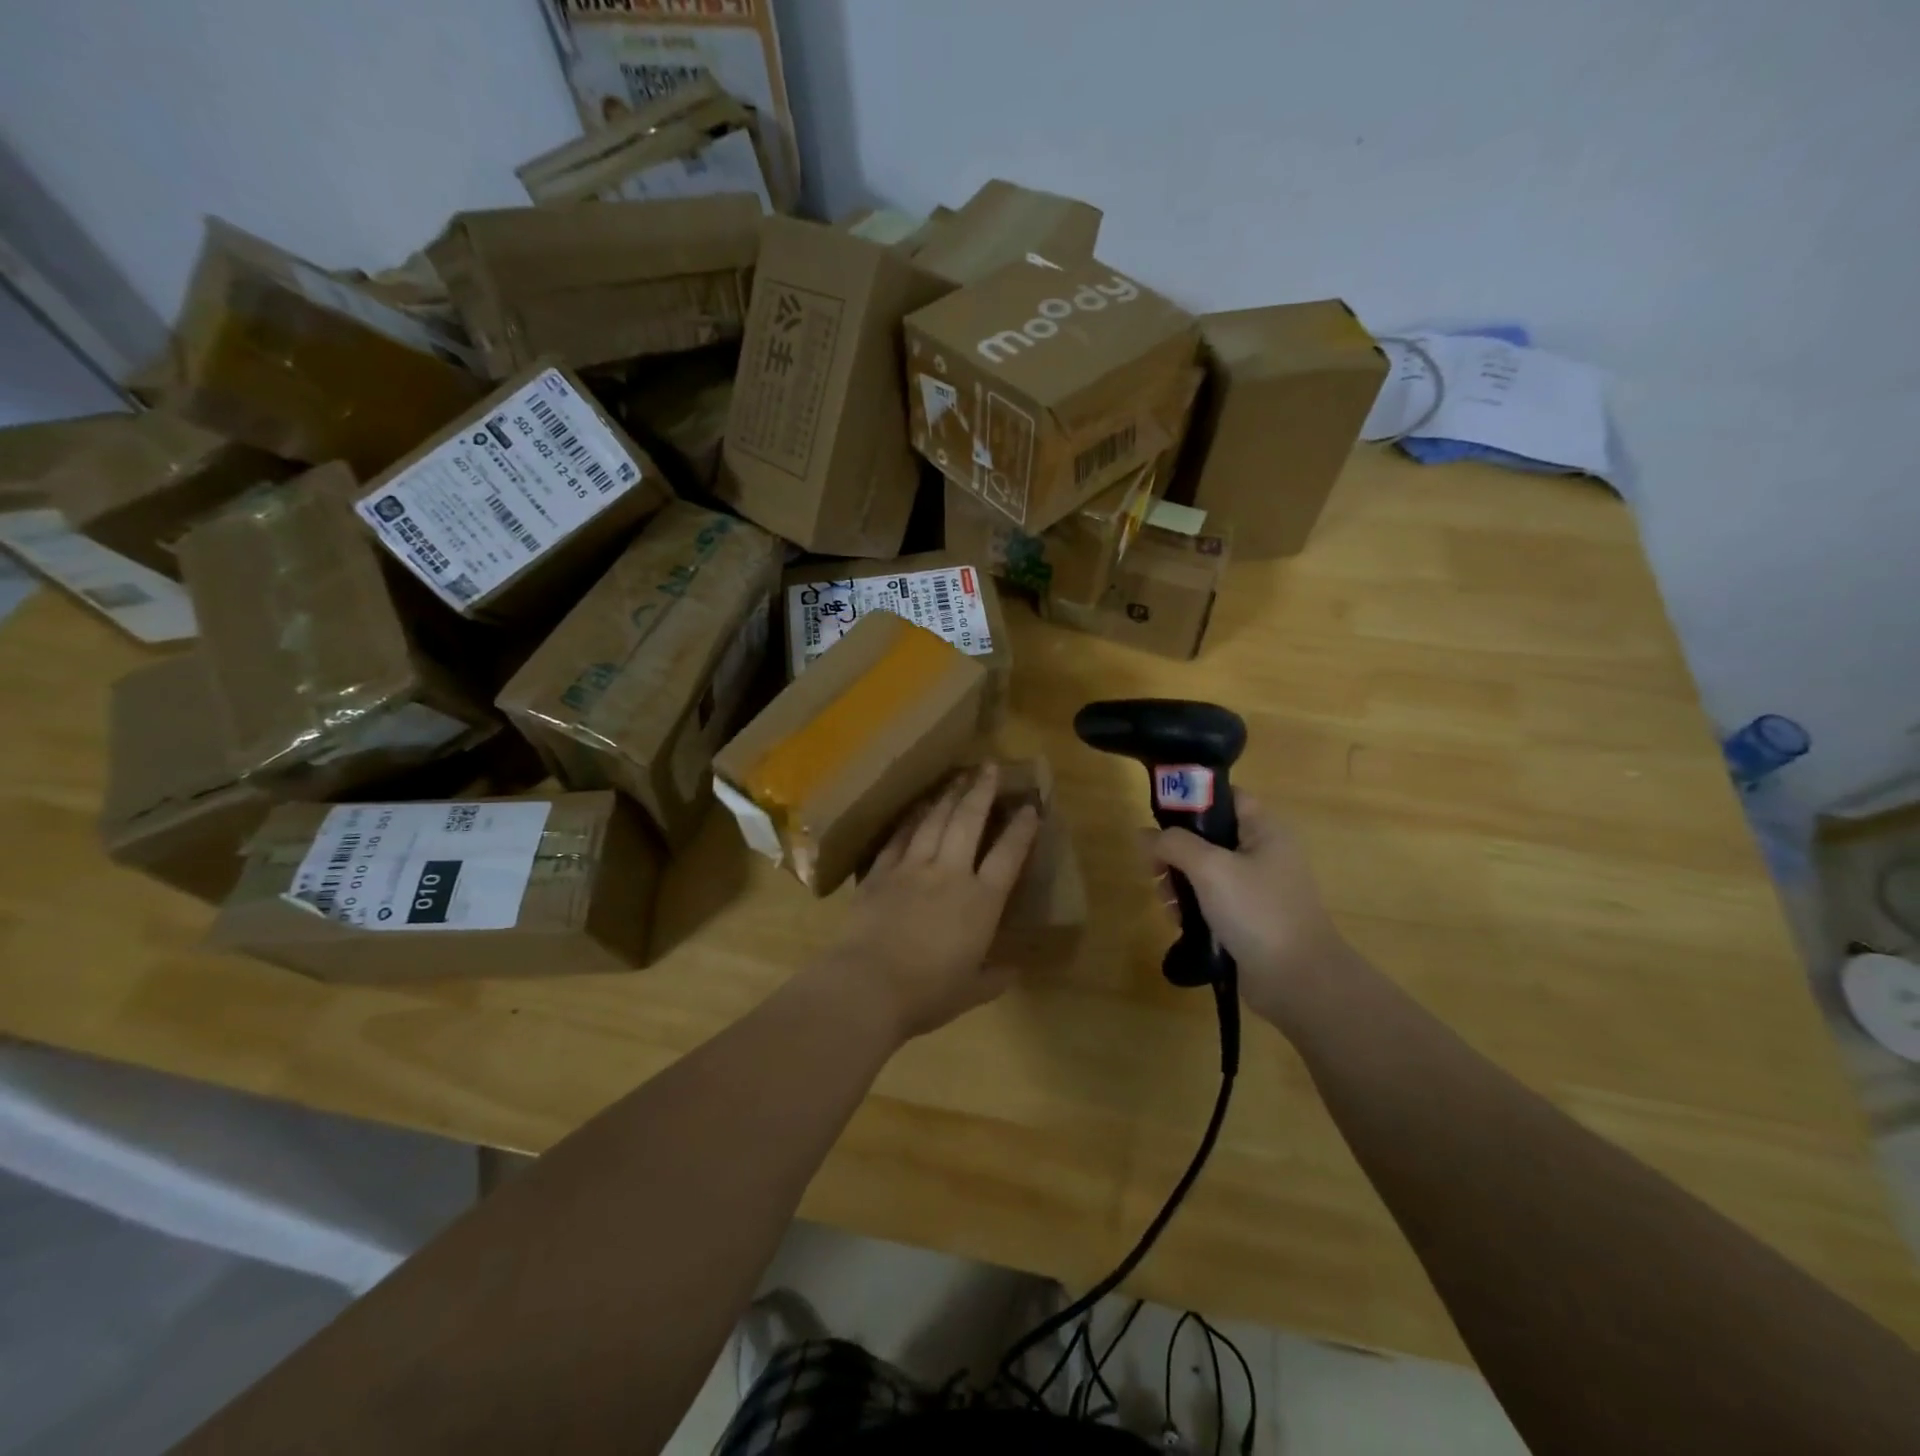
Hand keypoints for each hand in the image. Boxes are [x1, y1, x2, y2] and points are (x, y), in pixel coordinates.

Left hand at [826, 764, 1041, 1042]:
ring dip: (948, 796)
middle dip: (982, 791)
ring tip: (958, 776)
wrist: (868, 985)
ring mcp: (912, 868)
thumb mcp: (971, 992)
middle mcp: (950, 874)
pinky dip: (910, 819)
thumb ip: (994, 977)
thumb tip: (1014, 970)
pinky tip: (917, 806)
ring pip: (934, 821)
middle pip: (969, 822)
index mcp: (980, 902)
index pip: (1008, 855)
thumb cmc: (927, 994)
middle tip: (990, 767)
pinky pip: (899, 838)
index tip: (1030, 807)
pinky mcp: (880, 873)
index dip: (1021, 829)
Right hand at [1146, 791, 1350, 1029]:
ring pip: (1206, 871)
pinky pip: (1213, 900)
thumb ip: (1174, 844)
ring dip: (1179, 882)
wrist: (1298, 980)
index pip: (1226, 798)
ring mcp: (1258, 888)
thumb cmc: (1257, 911)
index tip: (1160, 818)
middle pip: (1209, 836)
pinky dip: (1193, 906)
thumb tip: (1145, 835)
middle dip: (1177, 851)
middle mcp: (1264, 853)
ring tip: (1166, 902)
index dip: (1193, 800)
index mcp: (1265, 831)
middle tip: (1156, 870)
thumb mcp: (1210, 868)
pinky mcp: (1250, 918)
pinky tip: (1178, 921)